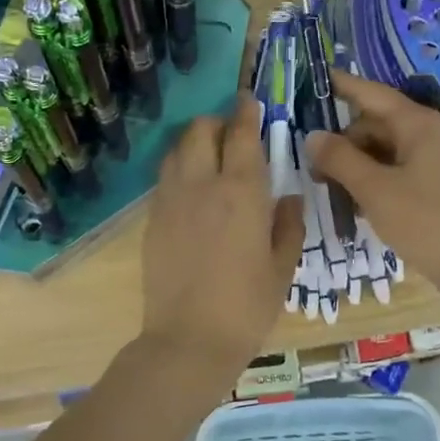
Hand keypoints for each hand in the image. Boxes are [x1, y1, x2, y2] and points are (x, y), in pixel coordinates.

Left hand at [140, 98, 301, 377]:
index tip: (248, 100)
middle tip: (231, 135)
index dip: (245, 112)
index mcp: (241, 192)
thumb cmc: (247, 307)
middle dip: (216, 123)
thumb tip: (288, 199)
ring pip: (176, 150)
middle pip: (200, 130)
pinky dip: (178, 170)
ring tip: (208, 158)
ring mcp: (170, 201)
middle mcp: (201, 185)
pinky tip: (191, 191)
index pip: (241, 134)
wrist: (189, 340)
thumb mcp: (282, 268)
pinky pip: (164, 178)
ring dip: (193, 143)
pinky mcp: (152, 220)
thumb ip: (288, 226)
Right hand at [307, 74, 439, 306]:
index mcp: (415, 124)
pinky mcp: (433, 186)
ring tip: (327, 188)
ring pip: (382, 151)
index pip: (370, 93)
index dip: (341, 85)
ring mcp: (431, 161)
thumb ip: (340, 159)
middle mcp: (425, 134)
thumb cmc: (425, 220)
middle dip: (341, 141)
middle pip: (373, 125)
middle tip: (310, 167)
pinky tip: (353, 204)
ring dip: (354, 165)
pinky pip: (394, 172)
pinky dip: (372, 181)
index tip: (312, 78)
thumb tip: (313, 136)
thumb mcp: (374, 189)